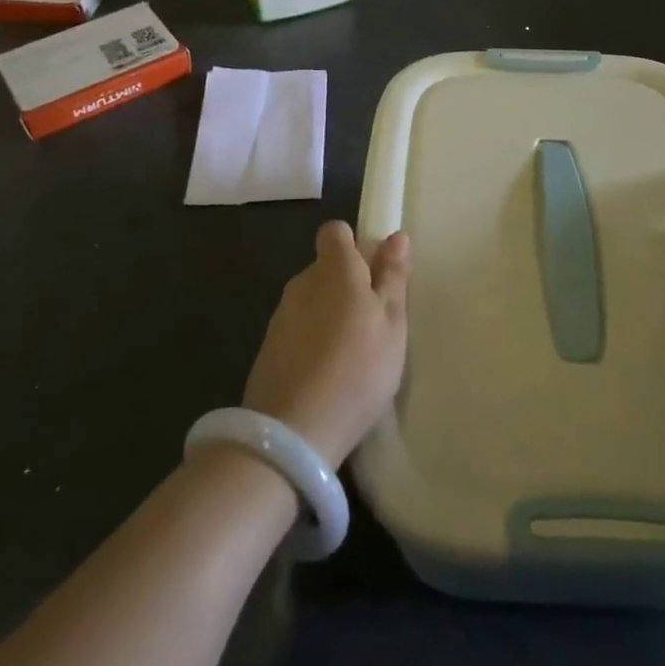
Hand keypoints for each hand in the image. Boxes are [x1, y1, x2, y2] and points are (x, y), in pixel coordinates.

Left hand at [242, 222, 409, 467]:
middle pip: (326, 267)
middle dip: (348, 283)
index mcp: (334, 269)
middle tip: (374, 321)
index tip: (376, 273)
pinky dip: (313, 340)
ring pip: (312, 299)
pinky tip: (328, 374)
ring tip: (353, 354)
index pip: (335, 232)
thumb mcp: (391, 325)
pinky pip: (298, 329)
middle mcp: (302, 282)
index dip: (355, 244)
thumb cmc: (357, 370)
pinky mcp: (268, 348)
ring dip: (331, 314)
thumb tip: (396, 237)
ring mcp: (280, 316)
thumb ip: (392, 278)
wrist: (292, 433)